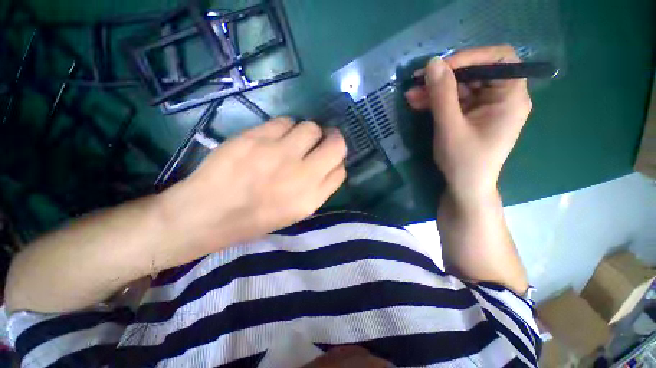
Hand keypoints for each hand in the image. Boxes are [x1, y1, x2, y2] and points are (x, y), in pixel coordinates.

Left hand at [159, 118, 346, 258]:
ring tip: (292, 141)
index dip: (337, 161)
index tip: (328, 158)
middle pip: (336, 144)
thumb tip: (328, 165)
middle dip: (332, 139)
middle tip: (320, 140)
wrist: (208, 213)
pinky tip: (272, 138)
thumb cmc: (255, 218)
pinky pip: (285, 121)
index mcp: (310, 199)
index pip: (340, 170)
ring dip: (307, 132)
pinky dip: (284, 127)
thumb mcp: (295, 213)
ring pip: (312, 127)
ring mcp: (279, 154)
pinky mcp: (257, 138)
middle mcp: (302, 175)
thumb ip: (317, 189)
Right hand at [405, 45, 531, 203]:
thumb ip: (442, 95)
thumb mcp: (450, 128)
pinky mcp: (472, 115)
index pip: (499, 59)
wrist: (464, 187)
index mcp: (510, 97)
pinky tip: (418, 102)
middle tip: (417, 81)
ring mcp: (486, 107)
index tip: (440, 67)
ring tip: (410, 95)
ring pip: (461, 87)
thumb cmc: (464, 161)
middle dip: (445, 76)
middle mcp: (502, 97)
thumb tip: (432, 63)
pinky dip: (436, 101)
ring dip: (435, 90)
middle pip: (476, 73)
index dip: (470, 56)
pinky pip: (455, 101)